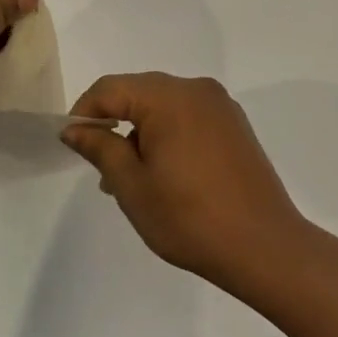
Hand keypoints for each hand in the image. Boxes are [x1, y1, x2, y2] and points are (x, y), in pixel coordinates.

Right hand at [60, 73, 305, 289]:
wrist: (265, 248)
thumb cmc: (190, 218)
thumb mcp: (132, 185)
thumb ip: (100, 148)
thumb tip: (74, 128)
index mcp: (168, 97)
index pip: (110, 88)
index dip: (84, 111)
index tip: (72, 144)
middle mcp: (196, 89)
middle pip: (138, 92)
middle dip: (113, 122)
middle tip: (100, 166)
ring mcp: (220, 106)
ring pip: (164, 106)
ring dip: (141, 131)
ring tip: (131, 179)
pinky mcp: (235, 126)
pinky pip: (188, 117)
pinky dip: (168, 135)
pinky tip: (165, 174)